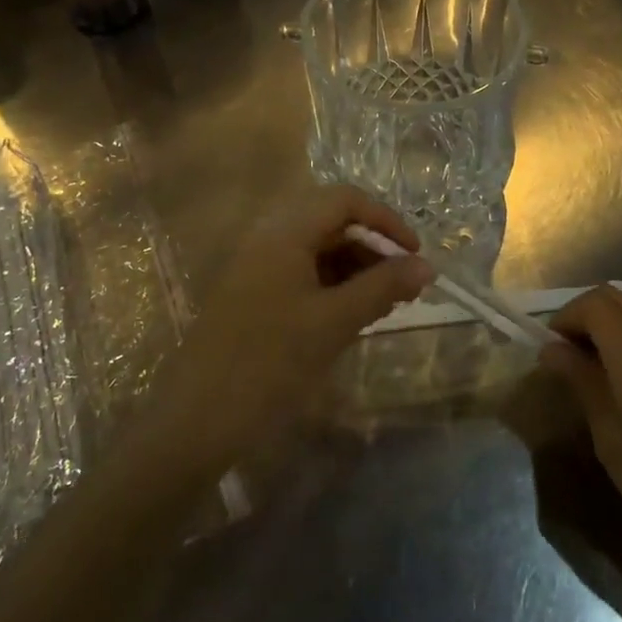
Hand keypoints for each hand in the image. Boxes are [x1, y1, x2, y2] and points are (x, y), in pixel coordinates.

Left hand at [145, 186, 430, 468]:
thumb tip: (427, 266)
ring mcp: (258, 266)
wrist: (194, 422)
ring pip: (319, 250)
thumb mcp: (334, 323)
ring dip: (356, 268)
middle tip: (405, 284)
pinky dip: (333, 286)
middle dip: (374, 247)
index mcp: (285, 231)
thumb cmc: (268, 363)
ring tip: (386, 304)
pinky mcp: (253, 294)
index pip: (346, 199)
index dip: (386, 220)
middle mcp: (269, 237)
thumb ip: (382, 288)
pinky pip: (303, 273)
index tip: (415, 255)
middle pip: (332, 221)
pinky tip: (353, 315)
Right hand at [541, 286, 621, 562]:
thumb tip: (552, 349)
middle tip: (569, 354)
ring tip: (597, 368)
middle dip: (584, 315)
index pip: (593, 303)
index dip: (566, 317)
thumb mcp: (610, 436)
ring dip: (611, 325)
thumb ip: (582, 383)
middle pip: (615, 298)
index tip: (551, 350)